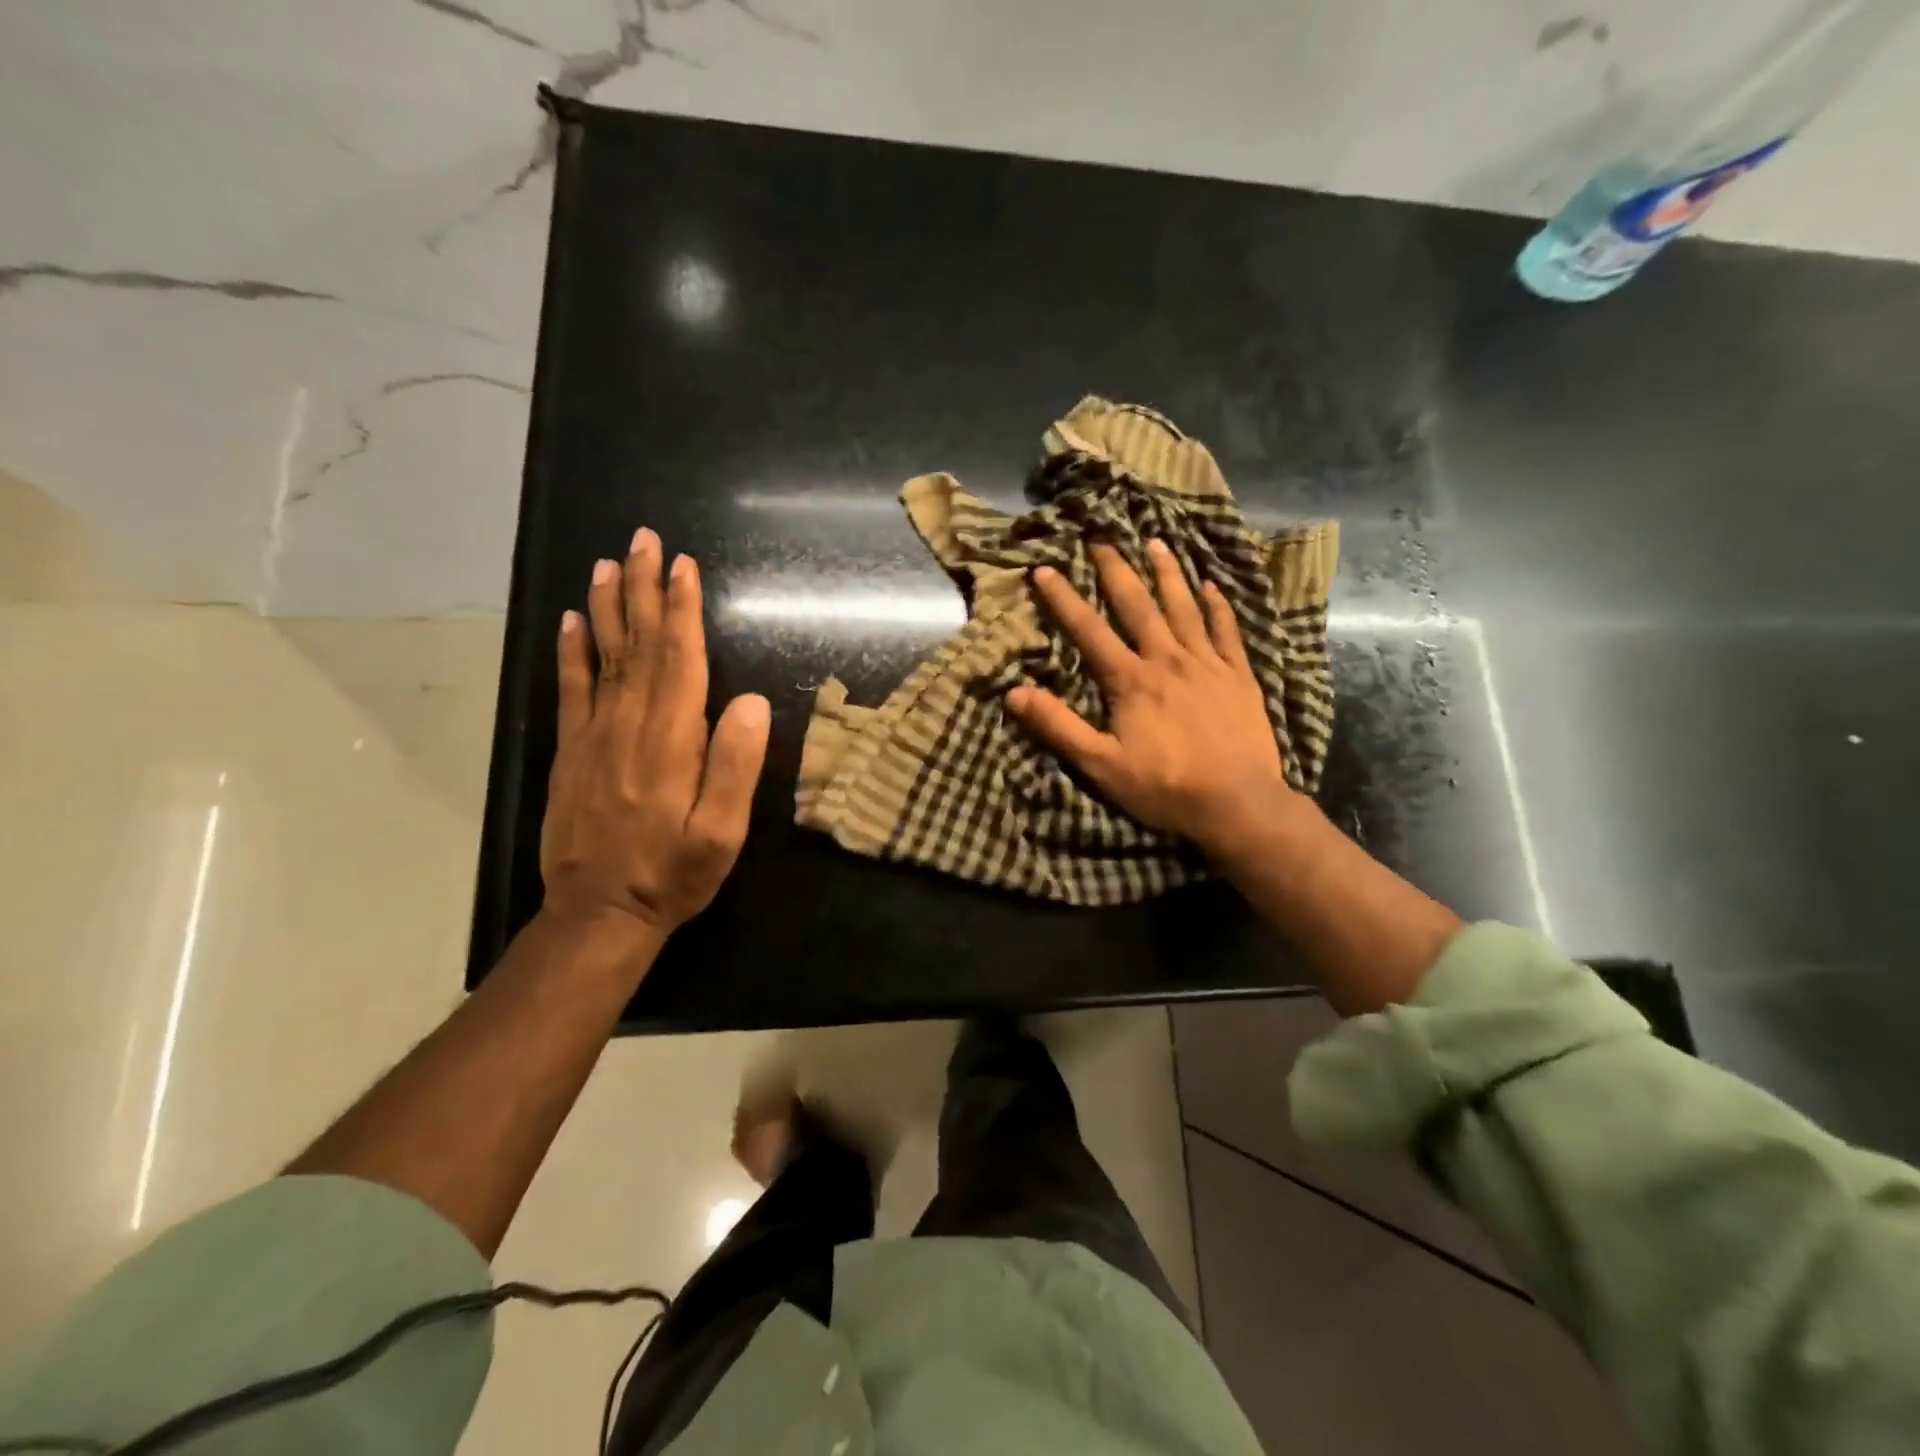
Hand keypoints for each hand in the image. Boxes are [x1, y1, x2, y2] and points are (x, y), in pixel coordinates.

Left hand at [541, 528, 770, 943]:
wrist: (599, 914)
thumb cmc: (672, 873)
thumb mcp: (721, 832)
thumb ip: (735, 766)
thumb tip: (750, 702)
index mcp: (671, 741)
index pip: (680, 660)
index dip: (682, 610)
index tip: (684, 566)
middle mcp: (629, 726)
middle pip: (638, 645)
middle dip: (644, 589)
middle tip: (644, 541)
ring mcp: (594, 736)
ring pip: (603, 656)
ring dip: (607, 607)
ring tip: (609, 563)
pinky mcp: (572, 752)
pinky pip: (571, 690)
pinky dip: (571, 651)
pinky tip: (571, 621)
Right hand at [1007, 540, 1303, 857]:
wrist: (1238, 804)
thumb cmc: (1164, 787)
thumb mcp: (1101, 765)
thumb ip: (1059, 727)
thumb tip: (1015, 693)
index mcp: (1131, 680)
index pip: (1089, 630)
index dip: (1064, 599)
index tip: (1044, 569)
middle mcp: (1168, 659)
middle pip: (1138, 605)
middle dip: (1116, 570)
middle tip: (1101, 539)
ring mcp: (1208, 664)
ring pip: (1185, 607)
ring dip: (1168, 573)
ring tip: (1155, 542)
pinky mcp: (1239, 675)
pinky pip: (1227, 630)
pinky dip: (1218, 605)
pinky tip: (1212, 586)